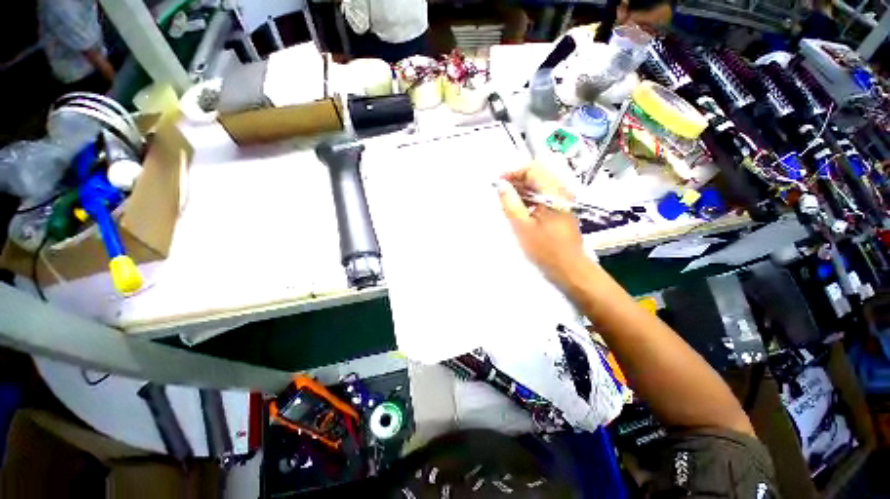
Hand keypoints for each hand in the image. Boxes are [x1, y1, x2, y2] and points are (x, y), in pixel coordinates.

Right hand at [497, 163, 590, 287]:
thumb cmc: (545, 249)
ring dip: (522, 190)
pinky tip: (519, 210)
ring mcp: (563, 201)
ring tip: (506, 201)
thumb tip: (501, 186)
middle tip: (500, 192)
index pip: (533, 169)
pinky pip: (543, 197)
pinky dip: (529, 199)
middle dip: (517, 181)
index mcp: (554, 193)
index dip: (514, 172)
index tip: (499, 182)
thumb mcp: (522, 226)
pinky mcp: (561, 210)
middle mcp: (561, 192)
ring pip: (539, 186)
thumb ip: (510, 203)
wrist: (569, 268)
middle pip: (537, 175)